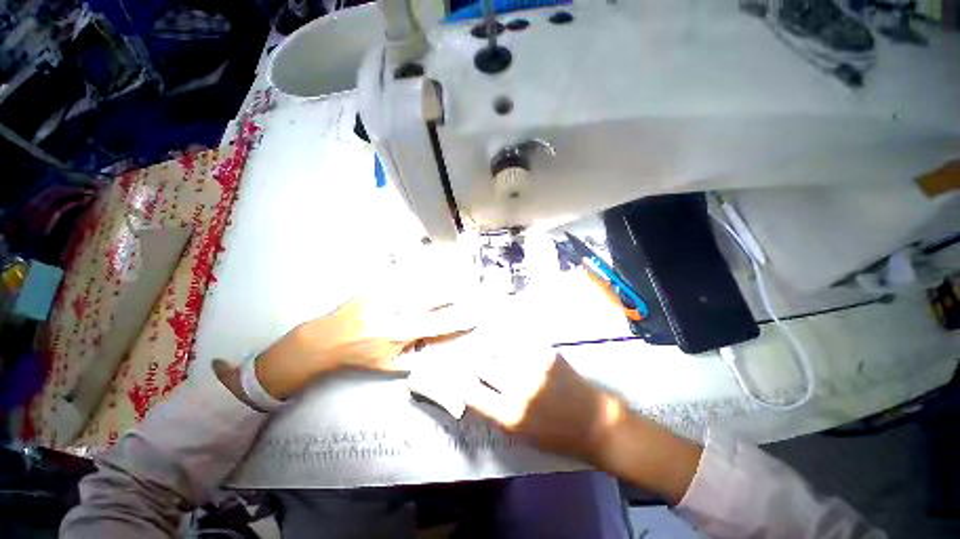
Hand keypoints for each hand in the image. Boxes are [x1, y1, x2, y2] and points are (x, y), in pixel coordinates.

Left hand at [220, 295, 474, 401]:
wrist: (326, 338)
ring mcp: (387, 290)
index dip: (460, 320)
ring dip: (444, 278)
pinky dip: (423, 271)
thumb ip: (418, 357)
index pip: (439, 323)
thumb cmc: (361, 355)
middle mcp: (396, 307)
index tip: (476, 315)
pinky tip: (435, 268)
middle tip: (474, 287)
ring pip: (423, 280)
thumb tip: (442, 346)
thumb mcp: (391, 365)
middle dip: (457, 290)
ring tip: (461, 276)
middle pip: (434, 294)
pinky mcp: (379, 282)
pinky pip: (407, 274)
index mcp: (400, 331)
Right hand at [465, 349, 624, 463]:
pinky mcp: (547, 354)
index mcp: (510, 416)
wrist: (596, 423)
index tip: (458, 374)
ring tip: (482, 333)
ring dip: (488, 340)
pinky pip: (520, 339)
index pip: (472, 392)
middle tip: (468, 350)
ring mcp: (534, 368)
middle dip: (473, 357)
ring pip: (500, 346)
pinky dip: (509, 333)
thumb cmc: (557, 436)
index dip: (462, 381)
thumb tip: (474, 388)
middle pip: (483, 364)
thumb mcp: (521, 435)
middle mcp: (519, 389)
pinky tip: (503, 327)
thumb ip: (495, 411)